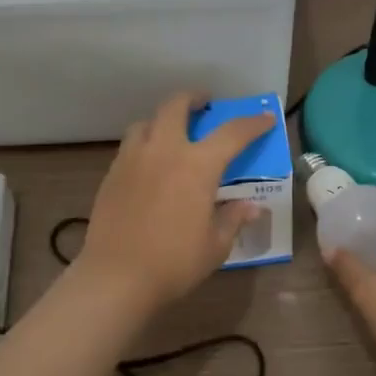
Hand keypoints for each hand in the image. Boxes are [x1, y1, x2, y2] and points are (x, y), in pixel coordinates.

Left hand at [77, 92, 276, 313]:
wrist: (116, 277)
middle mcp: (164, 151)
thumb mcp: (215, 245)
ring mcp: (133, 159)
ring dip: (162, 121)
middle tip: (204, 104)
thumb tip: (252, 207)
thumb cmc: (174, 262)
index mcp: (197, 165)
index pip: (232, 133)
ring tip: (171, 135)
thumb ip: (233, 219)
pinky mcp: (111, 175)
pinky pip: (130, 147)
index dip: (252, 123)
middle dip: (192, 98)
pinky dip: (144, 145)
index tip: (264, 118)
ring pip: (145, 122)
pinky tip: (149, 166)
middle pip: (175, 106)